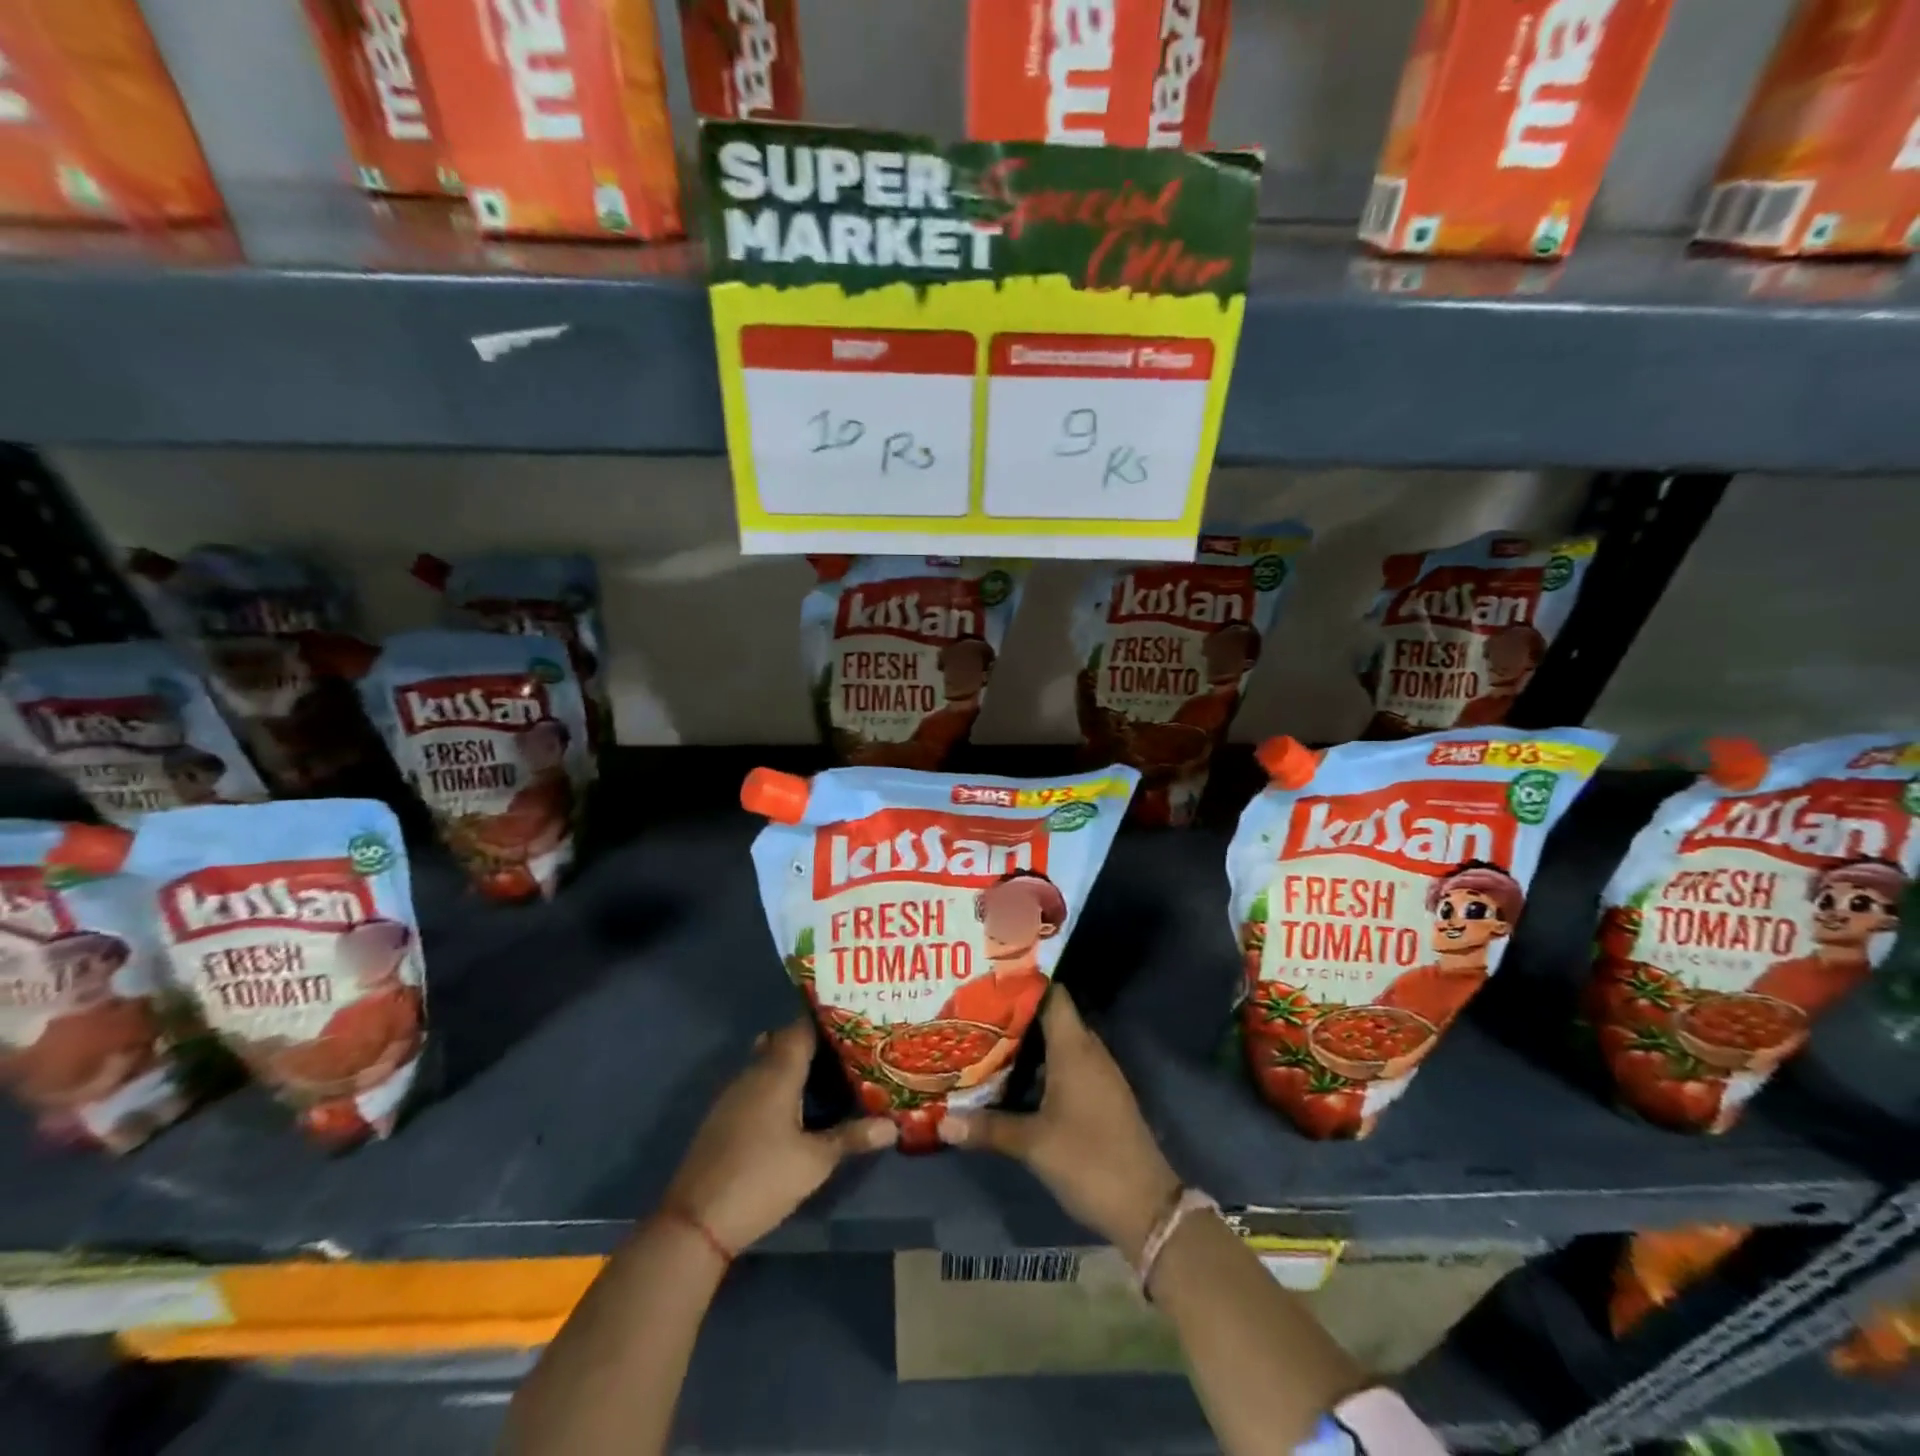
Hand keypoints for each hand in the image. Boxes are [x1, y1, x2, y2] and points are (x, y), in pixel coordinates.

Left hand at [664, 1017, 896, 1252]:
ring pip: (768, 1061)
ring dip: (794, 1063)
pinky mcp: (724, 1115)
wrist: (696, 1220)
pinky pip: (756, 1082)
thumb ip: (852, 1137)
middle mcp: (754, 1072)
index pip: (802, 1027)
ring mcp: (734, 1093)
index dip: (827, 1020)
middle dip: (814, 1041)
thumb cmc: (761, 1180)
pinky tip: (796, 1105)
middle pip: (785, 1041)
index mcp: (777, 1071)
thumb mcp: (815, 1162)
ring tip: (829, 1073)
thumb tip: (893, 1125)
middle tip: (849, 1048)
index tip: (855, 1021)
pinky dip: (777, 1083)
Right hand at [939, 988, 1179, 1262]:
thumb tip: (942, 1121)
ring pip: (1059, 1043)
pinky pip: (1068, 1065)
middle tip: (976, 1011)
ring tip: (986, 1040)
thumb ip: (988, 1128)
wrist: (1147, 1207)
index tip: (989, 979)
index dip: (1024, 982)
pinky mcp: (1101, 1097)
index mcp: (1075, 1048)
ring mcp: (1099, 1074)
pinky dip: (1042, 1065)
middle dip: (1016, 1014)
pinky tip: (1014, 1079)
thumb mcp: (1033, 1144)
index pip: (1052, 994)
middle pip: (1052, 1017)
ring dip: (1028, 1042)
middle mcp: (1089, 1051)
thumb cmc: (1088, 1159)